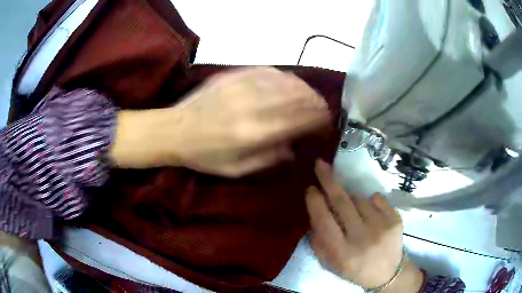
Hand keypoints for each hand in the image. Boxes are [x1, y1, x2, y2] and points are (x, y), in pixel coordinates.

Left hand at [109, 67, 329, 176]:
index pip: (298, 120)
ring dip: (303, 88)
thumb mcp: (236, 170)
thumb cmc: (204, 156)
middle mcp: (252, 106)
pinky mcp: (232, 75)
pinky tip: (288, 81)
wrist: (175, 131)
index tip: (326, 121)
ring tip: (310, 95)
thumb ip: (267, 159)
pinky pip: (266, 70)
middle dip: (315, 102)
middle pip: (296, 97)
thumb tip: (292, 149)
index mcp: (254, 133)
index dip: (317, 119)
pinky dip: (283, 76)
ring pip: (284, 81)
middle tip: (322, 108)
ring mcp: (242, 87)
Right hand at [305, 160, 423, 291]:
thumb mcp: (331, 264)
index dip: (315, 202)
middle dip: (329, 181)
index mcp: (342, 253)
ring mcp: (382, 227)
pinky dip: (370, 202)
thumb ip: (319, 243)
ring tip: (354, 215)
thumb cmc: (356, 269)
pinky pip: (377, 199)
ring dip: (351, 200)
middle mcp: (362, 239)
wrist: (388, 273)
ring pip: (359, 199)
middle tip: (320, 164)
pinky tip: (370, 215)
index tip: (310, 188)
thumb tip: (314, 215)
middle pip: (342, 203)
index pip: (324, 221)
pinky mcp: (395, 220)